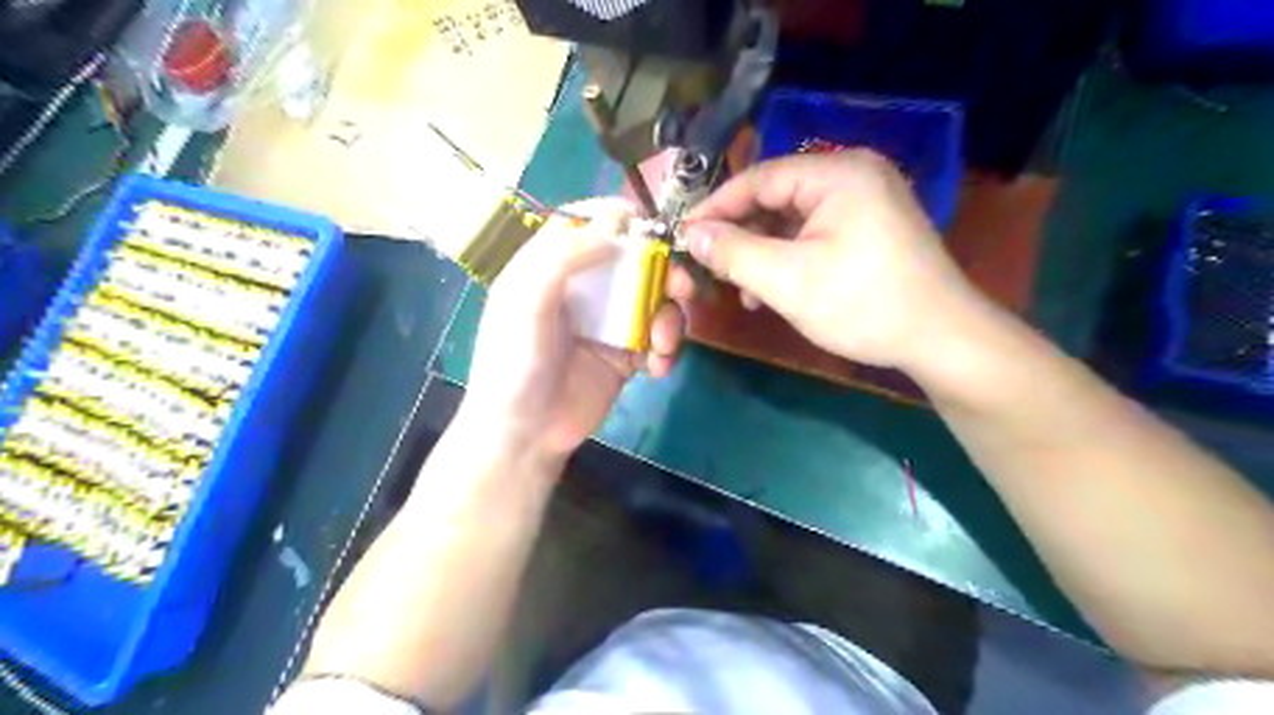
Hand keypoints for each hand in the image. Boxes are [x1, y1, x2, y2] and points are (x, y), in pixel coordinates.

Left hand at [460, 198, 691, 467]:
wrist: (525, 433)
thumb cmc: (516, 362)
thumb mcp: (528, 301)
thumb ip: (566, 255)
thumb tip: (618, 220)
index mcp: (552, 265)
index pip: (588, 223)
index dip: (620, 220)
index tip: (650, 230)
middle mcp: (584, 287)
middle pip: (633, 259)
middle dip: (663, 271)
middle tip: (682, 288)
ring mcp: (608, 321)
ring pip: (654, 298)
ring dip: (669, 317)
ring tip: (662, 344)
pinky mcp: (626, 354)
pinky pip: (658, 338)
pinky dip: (667, 348)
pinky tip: (658, 368)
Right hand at [686, 150, 982, 374]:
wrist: (940, 339)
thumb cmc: (863, 304)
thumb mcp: (788, 280)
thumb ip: (734, 253)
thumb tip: (692, 234)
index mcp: (837, 173)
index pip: (758, 178)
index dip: (715, 207)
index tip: (684, 236)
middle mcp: (852, 175)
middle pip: (775, 197)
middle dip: (739, 235)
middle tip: (709, 267)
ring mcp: (864, 201)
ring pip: (791, 220)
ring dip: (761, 252)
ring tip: (740, 289)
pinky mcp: (869, 228)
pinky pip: (813, 234)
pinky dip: (787, 258)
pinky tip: (772, 290)